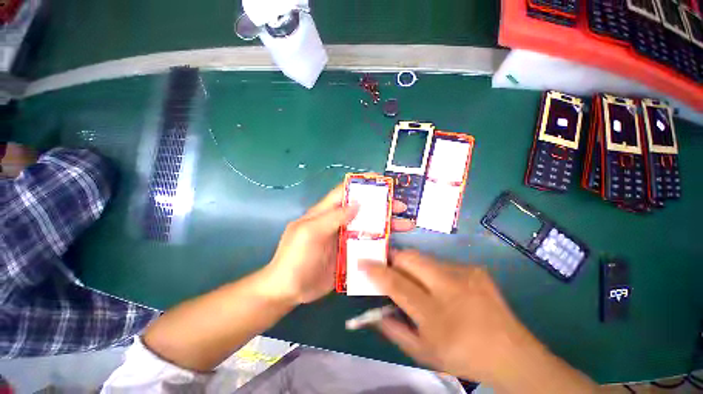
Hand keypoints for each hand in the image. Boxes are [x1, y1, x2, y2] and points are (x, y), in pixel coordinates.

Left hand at [264, 184, 414, 304]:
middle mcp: (338, 222)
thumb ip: (333, 217)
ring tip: (407, 225)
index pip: (345, 191)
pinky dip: (381, 242)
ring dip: (386, 224)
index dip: (362, 184)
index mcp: (325, 212)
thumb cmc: (295, 258)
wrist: (289, 291)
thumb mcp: (310, 233)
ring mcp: (345, 238)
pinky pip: (368, 244)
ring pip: (368, 226)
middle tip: (402, 207)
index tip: (383, 181)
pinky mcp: (350, 253)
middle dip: (382, 205)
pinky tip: (395, 245)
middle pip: (362, 208)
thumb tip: (358, 203)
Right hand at [362, 250, 537, 382]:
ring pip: (423, 258)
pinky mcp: (474, 268)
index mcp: (436, 314)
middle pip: (409, 258)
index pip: (396, 284)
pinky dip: (432, 271)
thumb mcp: (423, 353)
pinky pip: (441, 263)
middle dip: (393, 259)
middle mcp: (450, 287)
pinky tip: (443, 288)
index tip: (362, 261)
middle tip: (389, 267)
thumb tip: (373, 311)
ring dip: (413, 267)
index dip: (376, 270)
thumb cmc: (463, 356)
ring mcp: (464, 273)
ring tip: (418, 283)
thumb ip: (394, 330)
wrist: (512, 353)